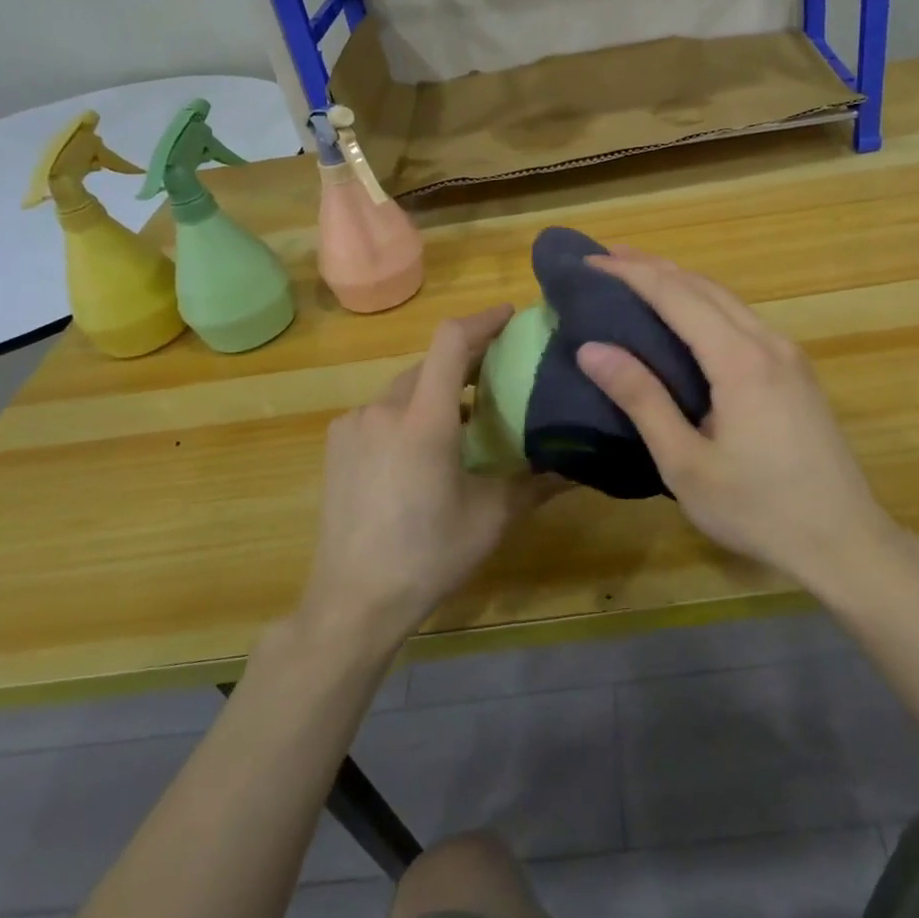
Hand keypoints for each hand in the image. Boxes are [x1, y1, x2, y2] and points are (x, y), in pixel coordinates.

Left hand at [299, 306, 562, 648]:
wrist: (351, 602)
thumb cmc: (428, 556)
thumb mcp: (491, 518)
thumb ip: (537, 483)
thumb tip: (581, 467)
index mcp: (424, 420)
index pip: (452, 342)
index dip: (483, 320)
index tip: (510, 315)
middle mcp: (384, 408)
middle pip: (431, 364)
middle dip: (466, 361)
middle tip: (500, 374)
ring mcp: (354, 424)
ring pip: (405, 388)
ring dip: (437, 391)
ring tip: (466, 419)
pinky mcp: (337, 444)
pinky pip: (381, 411)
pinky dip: (408, 413)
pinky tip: (421, 449)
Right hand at [576, 251, 888, 587]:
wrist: (845, 541)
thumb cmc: (757, 509)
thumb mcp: (686, 463)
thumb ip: (641, 400)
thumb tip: (592, 349)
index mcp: (740, 360)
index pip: (676, 295)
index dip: (631, 274)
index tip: (591, 262)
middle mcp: (768, 342)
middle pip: (703, 286)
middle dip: (653, 267)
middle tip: (606, 258)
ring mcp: (788, 354)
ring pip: (727, 299)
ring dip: (681, 282)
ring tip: (638, 276)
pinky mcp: (796, 370)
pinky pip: (742, 319)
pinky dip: (704, 304)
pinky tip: (686, 317)